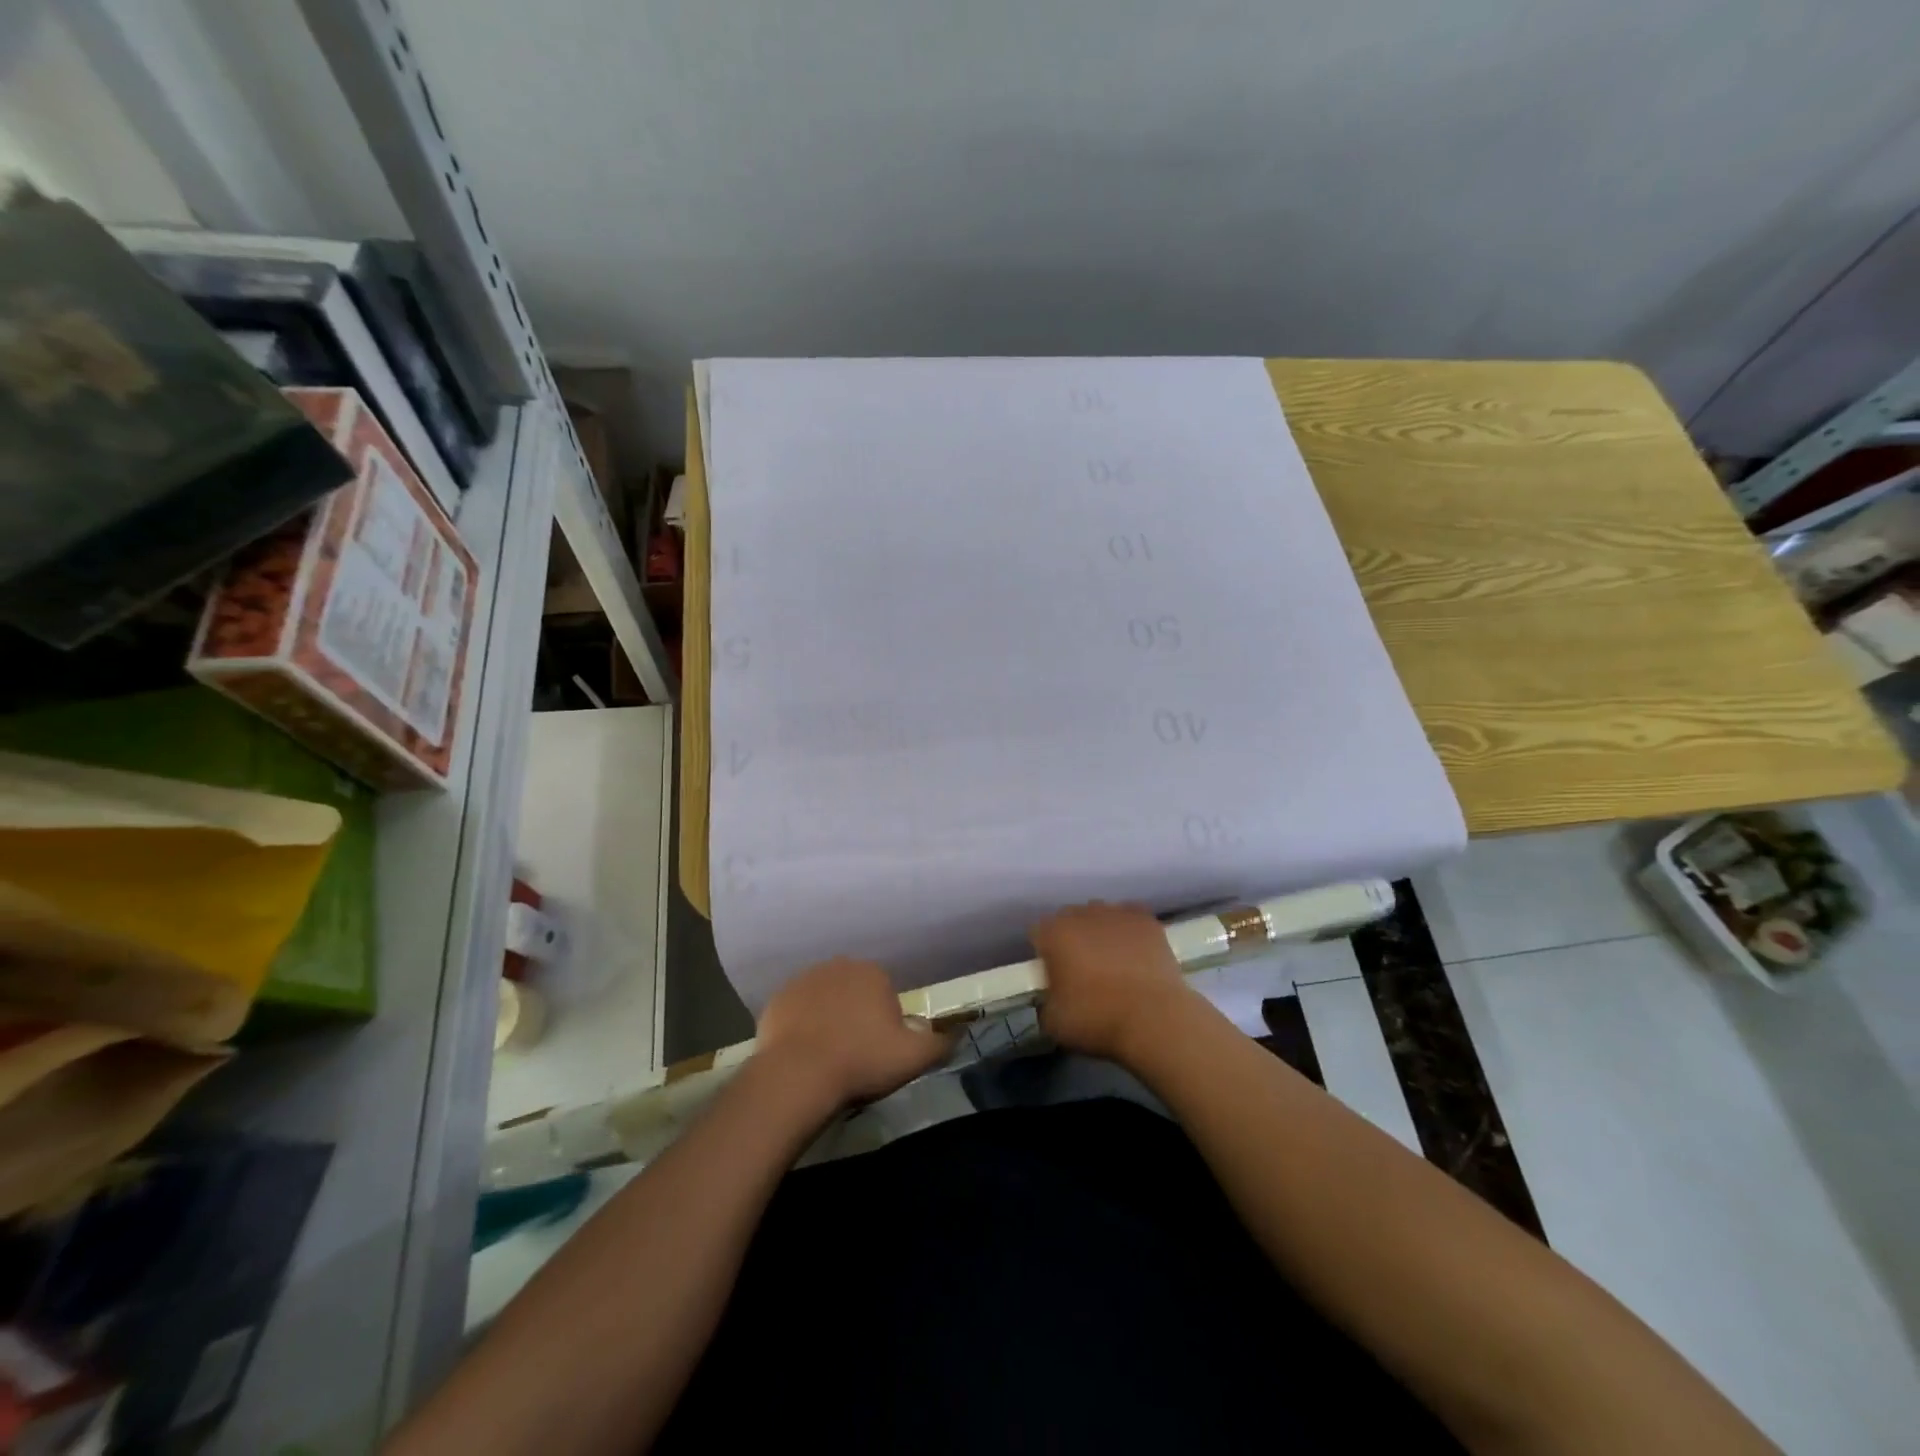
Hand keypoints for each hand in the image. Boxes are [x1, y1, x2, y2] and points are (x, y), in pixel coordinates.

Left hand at [756, 957, 954, 1114]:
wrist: (798, 1075)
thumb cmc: (861, 1060)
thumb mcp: (914, 1057)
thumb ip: (941, 1043)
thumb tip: (958, 1033)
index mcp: (872, 973)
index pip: (885, 993)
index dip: (885, 1022)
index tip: (879, 1049)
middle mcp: (838, 965)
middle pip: (854, 992)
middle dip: (856, 1015)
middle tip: (854, 1052)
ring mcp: (804, 979)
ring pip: (825, 998)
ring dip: (828, 1018)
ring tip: (827, 1055)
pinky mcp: (778, 999)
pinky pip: (797, 1011)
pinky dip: (801, 1026)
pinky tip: (802, 1053)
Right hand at [1034, 902, 1192, 1064]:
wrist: (1154, 1019)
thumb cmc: (1097, 1019)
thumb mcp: (1053, 1022)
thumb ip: (1046, 1000)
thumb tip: (1054, 996)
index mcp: (1054, 933)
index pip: (1038, 932)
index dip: (1043, 953)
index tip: (1052, 974)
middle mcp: (1082, 914)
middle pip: (1069, 919)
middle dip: (1071, 938)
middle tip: (1081, 969)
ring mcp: (1116, 913)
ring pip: (1099, 915)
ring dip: (1099, 931)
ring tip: (1112, 960)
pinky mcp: (1146, 919)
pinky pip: (1129, 917)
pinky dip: (1128, 930)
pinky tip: (1134, 951)